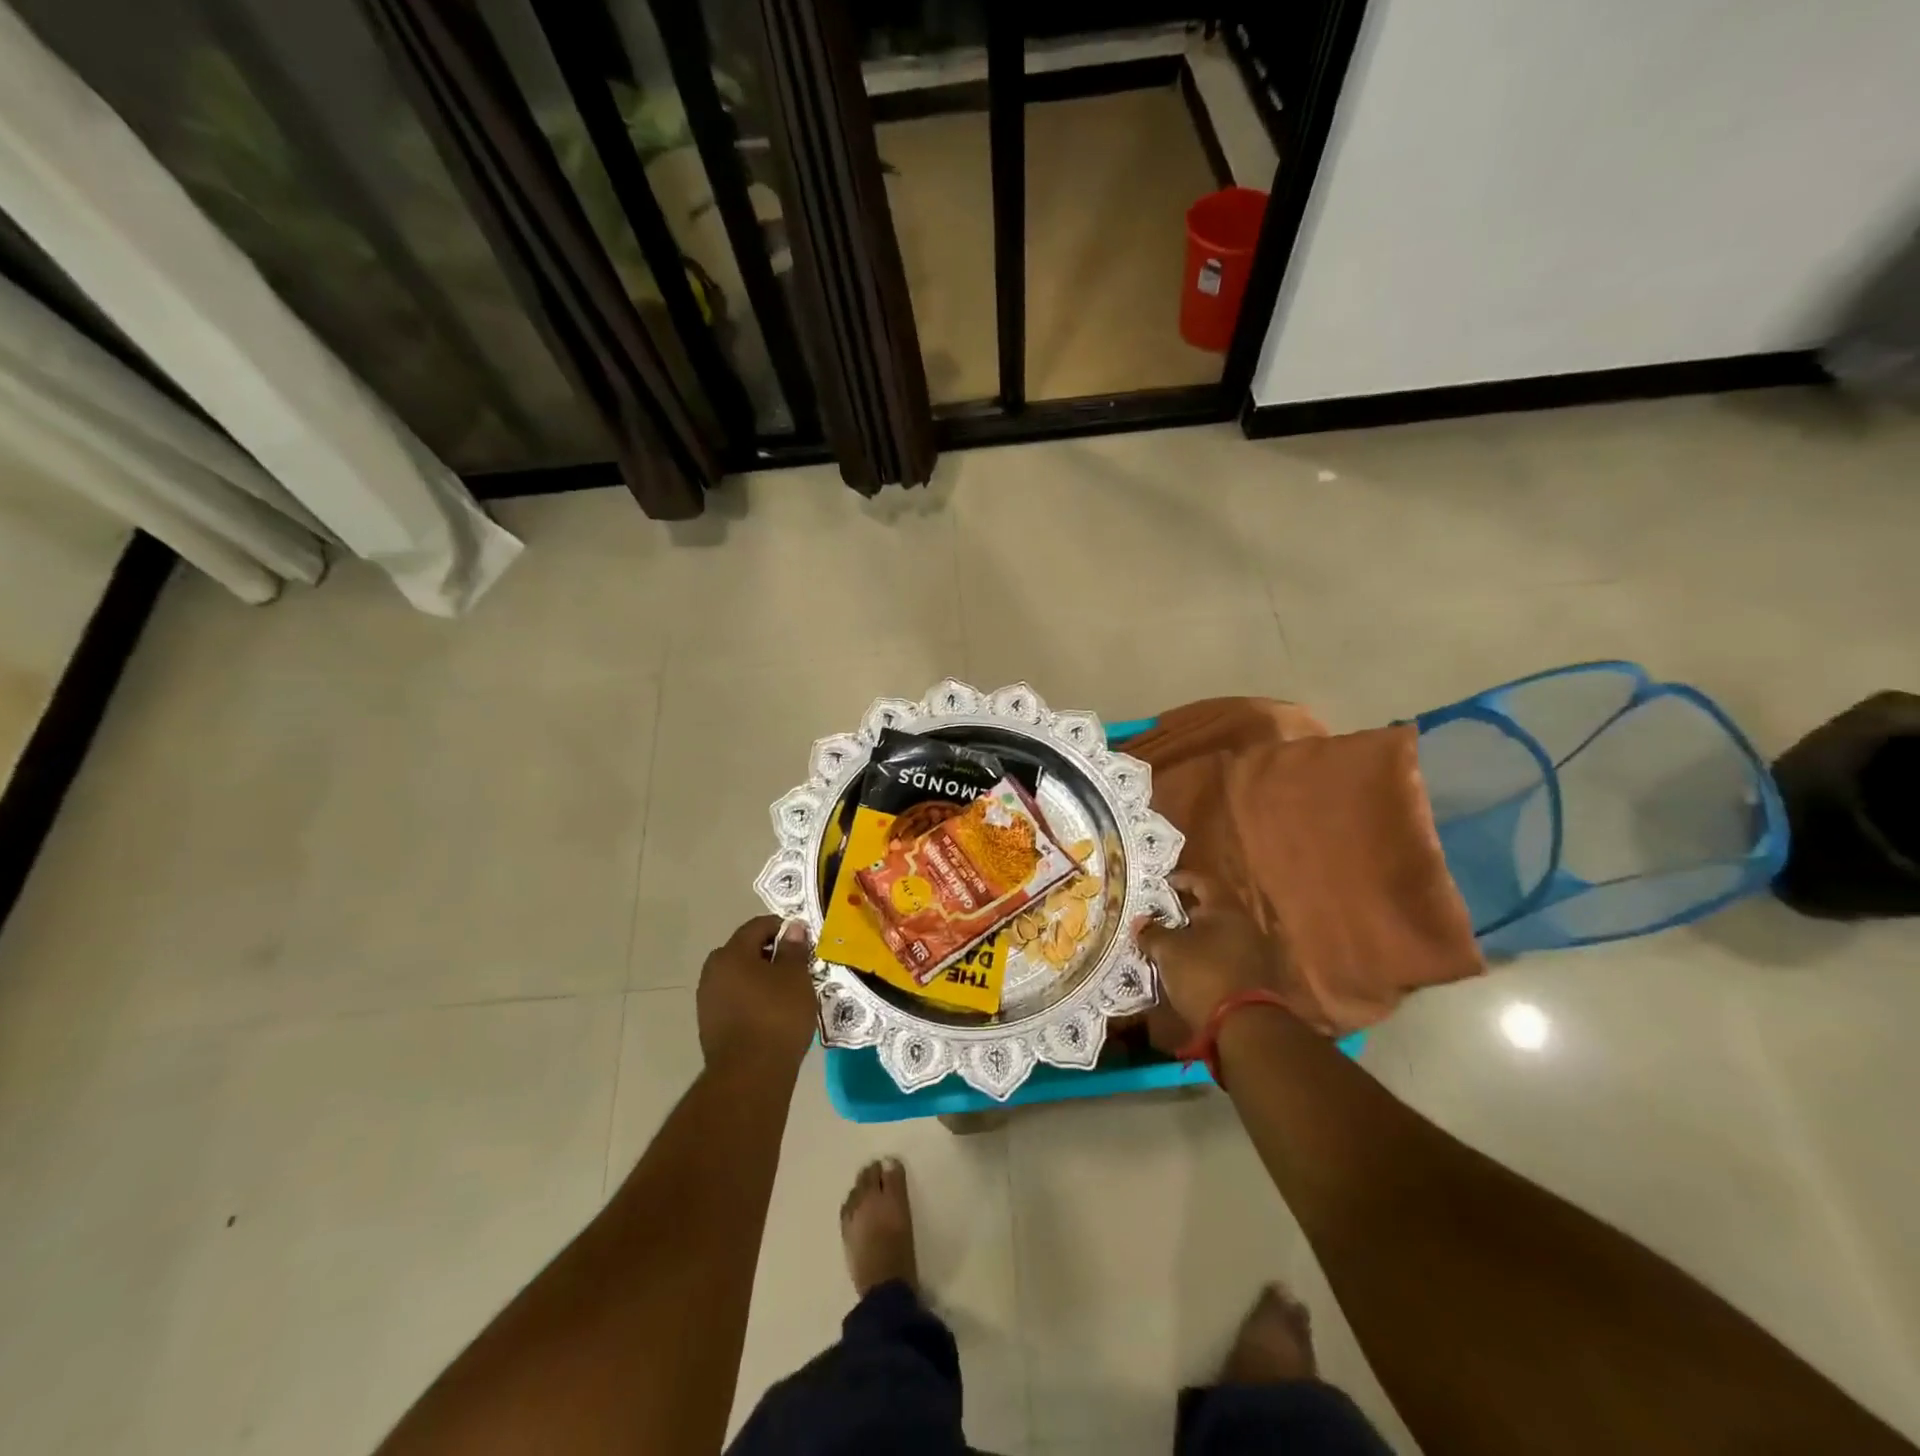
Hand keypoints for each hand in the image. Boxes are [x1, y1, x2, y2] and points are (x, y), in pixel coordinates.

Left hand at [697, 915, 817, 1072]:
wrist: (750, 1075)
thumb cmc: (777, 1016)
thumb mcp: (795, 977)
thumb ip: (793, 948)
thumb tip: (793, 928)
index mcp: (731, 953)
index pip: (757, 926)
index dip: (781, 927)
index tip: (802, 940)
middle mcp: (713, 972)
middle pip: (743, 950)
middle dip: (769, 953)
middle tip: (795, 966)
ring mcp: (707, 1000)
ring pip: (738, 976)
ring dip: (759, 977)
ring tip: (785, 992)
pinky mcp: (710, 1025)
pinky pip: (734, 999)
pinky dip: (751, 998)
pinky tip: (770, 1013)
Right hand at [1136, 873, 1290, 1048]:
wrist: (1245, 1026)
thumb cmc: (1203, 974)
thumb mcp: (1169, 951)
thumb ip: (1152, 932)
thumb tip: (1140, 921)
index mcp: (1225, 908)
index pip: (1201, 881)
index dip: (1180, 879)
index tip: (1160, 884)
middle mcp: (1243, 923)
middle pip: (1211, 908)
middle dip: (1185, 910)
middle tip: (1160, 915)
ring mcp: (1252, 950)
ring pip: (1217, 934)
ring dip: (1195, 936)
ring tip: (1169, 943)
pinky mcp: (1253, 976)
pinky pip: (1223, 955)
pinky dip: (1205, 956)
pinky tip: (1187, 966)